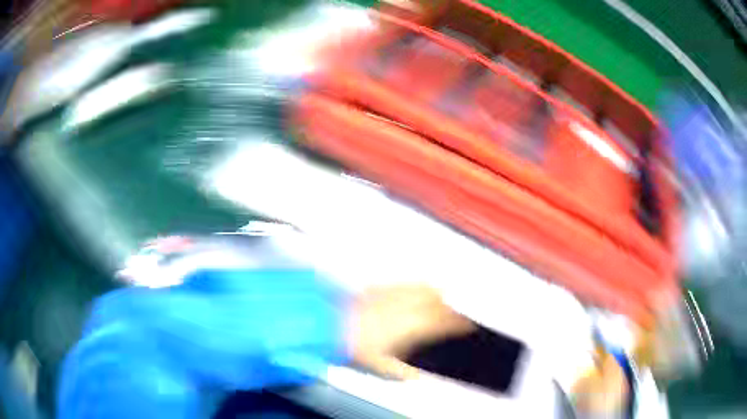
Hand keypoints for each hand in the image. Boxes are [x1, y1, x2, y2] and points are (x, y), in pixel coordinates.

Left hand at [347, 285, 474, 379]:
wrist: (330, 323)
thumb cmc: (357, 346)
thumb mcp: (382, 368)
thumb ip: (403, 373)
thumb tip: (414, 376)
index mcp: (415, 327)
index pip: (445, 323)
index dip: (459, 324)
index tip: (466, 325)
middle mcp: (409, 307)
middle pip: (439, 303)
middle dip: (450, 308)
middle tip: (454, 314)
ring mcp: (395, 295)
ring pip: (425, 289)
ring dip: (436, 294)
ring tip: (441, 298)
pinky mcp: (381, 288)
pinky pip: (406, 284)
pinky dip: (416, 287)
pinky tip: (415, 290)